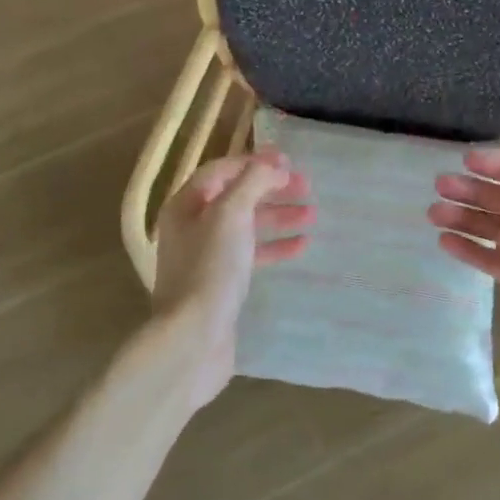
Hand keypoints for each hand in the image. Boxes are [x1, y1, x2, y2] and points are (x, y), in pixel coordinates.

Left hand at [150, 149, 312, 407]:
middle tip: (307, 186)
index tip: (289, 162)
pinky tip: (302, 245)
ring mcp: (206, 257)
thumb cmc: (211, 268)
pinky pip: (252, 255)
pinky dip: (275, 246)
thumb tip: (273, 163)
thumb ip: (252, 182)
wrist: (194, 338)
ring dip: (279, 216)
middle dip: (272, 189)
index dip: (254, 162)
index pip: (222, 170)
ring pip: (247, 226)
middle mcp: (192, 227)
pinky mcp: (222, 283)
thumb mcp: (231, 214)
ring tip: (312, 214)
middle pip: (236, 197)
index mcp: (186, 205)